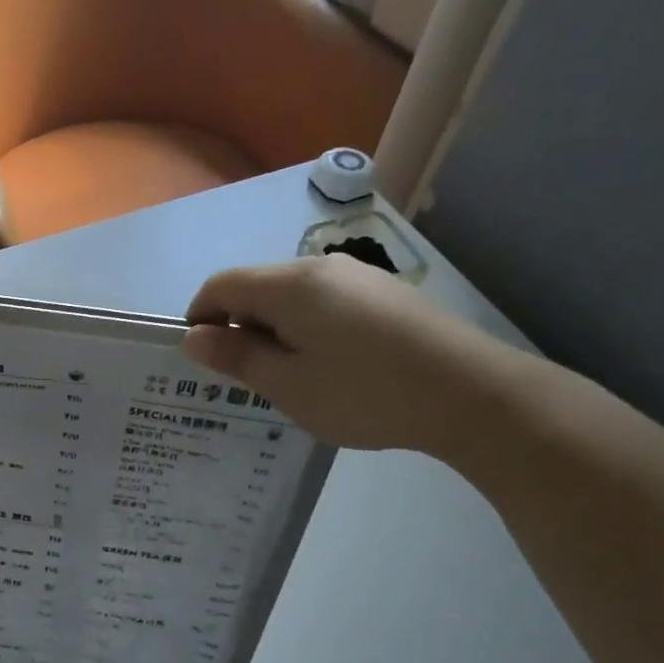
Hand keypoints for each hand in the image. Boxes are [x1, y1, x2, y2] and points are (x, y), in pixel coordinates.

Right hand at [183, 255, 517, 452]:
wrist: (471, 394)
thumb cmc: (364, 393)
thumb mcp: (288, 385)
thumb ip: (236, 357)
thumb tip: (192, 337)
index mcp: (289, 284)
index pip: (221, 285)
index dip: (199, 318)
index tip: (202, 361)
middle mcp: (321, 268)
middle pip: (257, 288)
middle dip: (239, 328)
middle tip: (246, 381)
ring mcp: (359, 277)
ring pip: (293, 298)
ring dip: (275, 332)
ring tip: (290, 380)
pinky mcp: (386, 295)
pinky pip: (326, 305)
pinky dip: (308, 331)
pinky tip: (331, 369)